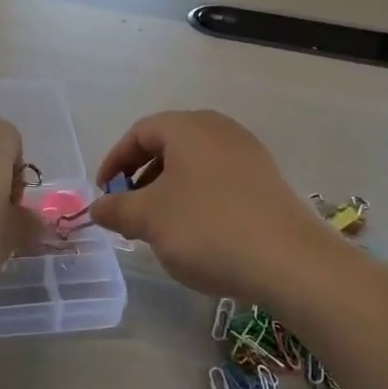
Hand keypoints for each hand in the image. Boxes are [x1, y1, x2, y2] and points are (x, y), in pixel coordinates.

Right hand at [89, 110, 338, 304]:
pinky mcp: (267, 182)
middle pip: (169, 145)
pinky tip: (196, 232)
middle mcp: (220, 130)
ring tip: (159, 225)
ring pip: (194, 164)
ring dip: (169, 190)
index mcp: (188, 127)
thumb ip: (117, 208)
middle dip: (141, 176)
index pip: (140, 132)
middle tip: (128, 209)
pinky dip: (197, 198)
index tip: (103, 193)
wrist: (289, 261)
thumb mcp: (149, 219)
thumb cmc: (207, 228)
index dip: (114, 161)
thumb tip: (97, 207)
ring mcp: (248, 154)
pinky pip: (219, 180)